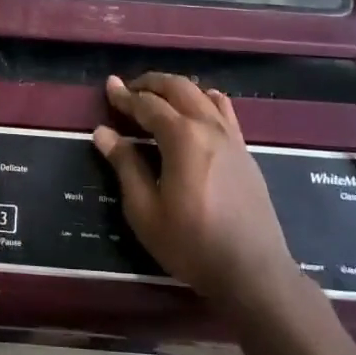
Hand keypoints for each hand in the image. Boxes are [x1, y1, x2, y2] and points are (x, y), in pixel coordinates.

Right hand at [93, 73, 304, 311]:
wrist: (252, 271)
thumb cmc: (191, 243)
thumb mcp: (145, 210)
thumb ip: (125, 165)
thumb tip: (103, 132)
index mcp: (182, 136)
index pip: (147, 105)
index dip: (125, 96)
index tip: (108, 86)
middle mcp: (209, 126)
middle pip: (178, 88)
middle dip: (151, 83)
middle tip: (129, 88)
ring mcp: (232, 137)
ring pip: (203, 95)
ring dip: (177, 89)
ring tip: (158, 97)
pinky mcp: (245, 151)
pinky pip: (224, 111)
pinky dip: (204, 100)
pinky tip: (198, 109)